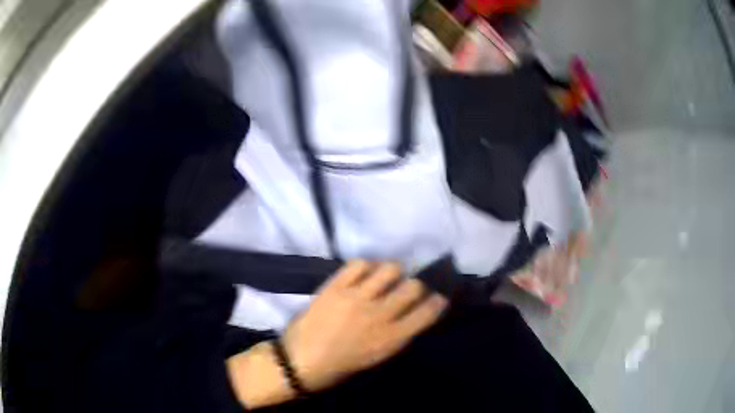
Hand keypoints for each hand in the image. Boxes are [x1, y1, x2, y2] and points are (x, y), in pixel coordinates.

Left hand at [227, 261, 447, 408]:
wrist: (301, 360)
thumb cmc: (341, 366)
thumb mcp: (378, 358)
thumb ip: (398, 334)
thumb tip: (412, 313)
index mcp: (391, 338)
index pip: (427, 312)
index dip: (437, 302)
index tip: (436, 298)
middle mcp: (378, 315)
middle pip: (413, 287)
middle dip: (416, 286)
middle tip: (407, 289)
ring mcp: (356, 298)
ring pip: (390, 269)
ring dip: (393, 272)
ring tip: (385, 278)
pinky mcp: (335, 286)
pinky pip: (359, 264)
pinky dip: (366, 266)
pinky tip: (363, 275)